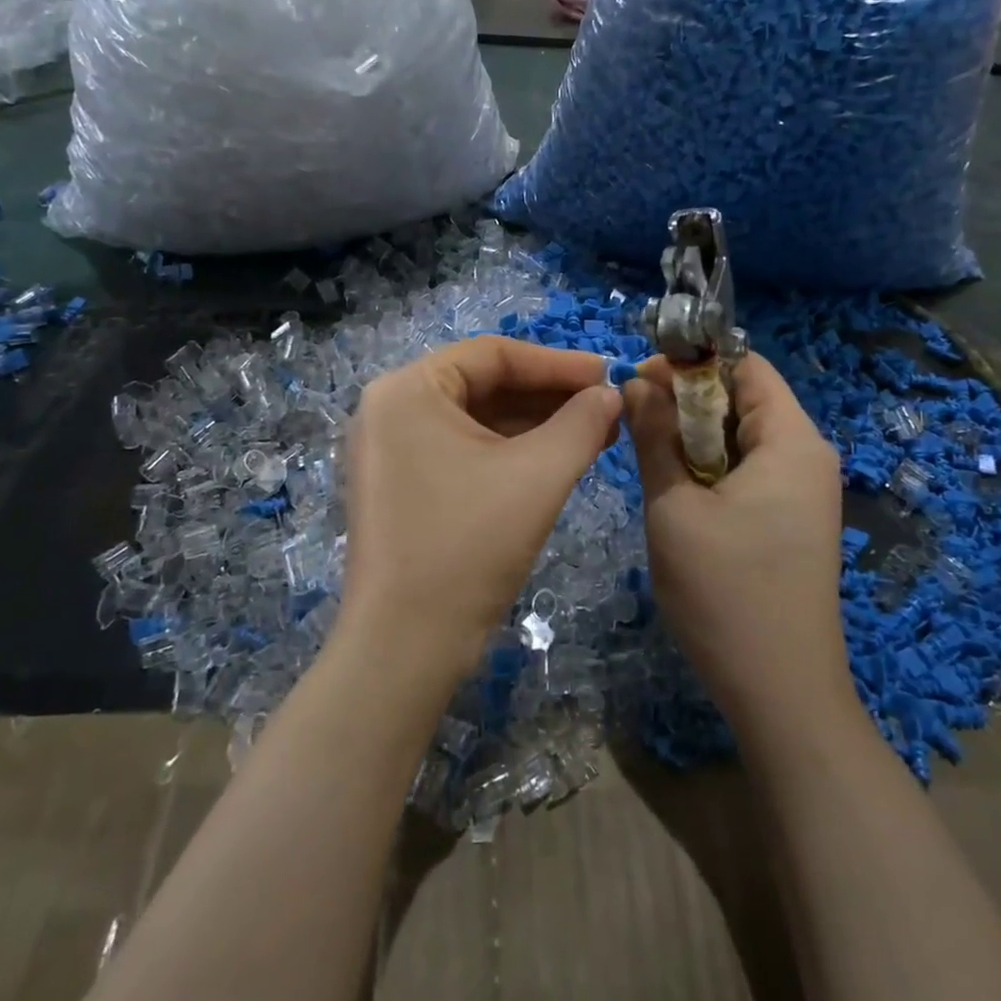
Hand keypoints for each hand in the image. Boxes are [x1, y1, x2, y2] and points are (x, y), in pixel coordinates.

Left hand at [342, 338, 622, 682]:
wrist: (405, 646)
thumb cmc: (468, 545)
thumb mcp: (537, 475)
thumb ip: (582, 423)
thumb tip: (611, 393)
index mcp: (408, 389)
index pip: (493, 354)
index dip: (557, 362)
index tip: (608, 373)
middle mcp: (389, 408)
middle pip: (482, 384)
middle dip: (548, 395)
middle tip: (606, 406)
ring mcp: (390, 449)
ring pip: (475, 419)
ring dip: (533, 423)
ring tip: (594, 431)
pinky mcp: (400, 484)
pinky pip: (461, 449)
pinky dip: (508, 451)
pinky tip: (556, 457)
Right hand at [622, 353, 852, 717]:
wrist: (781, 693)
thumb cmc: (724, 593)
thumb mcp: (674, 506)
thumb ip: (654, 436)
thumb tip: (635, 382)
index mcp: (792, 441)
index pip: (745, 365)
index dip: (690, 363)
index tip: (638, 382)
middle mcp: (808, 456)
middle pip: (743, 399)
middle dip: (686, 402)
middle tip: (634, 425)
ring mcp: (805, 492)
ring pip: (741, 437)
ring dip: (693, 439)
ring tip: (650, 460)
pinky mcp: (793, 521)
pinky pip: (749, 471)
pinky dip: (710, 468)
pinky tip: (679, 494)